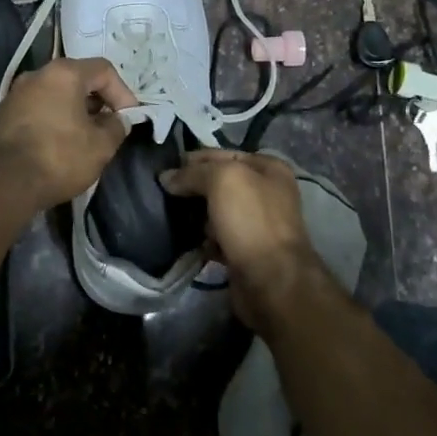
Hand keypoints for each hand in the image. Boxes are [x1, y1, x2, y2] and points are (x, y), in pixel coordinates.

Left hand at [0, 57, 136, 215]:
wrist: (3, 183)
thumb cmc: (58, 157)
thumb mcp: (100, 146)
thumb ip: (116, 127)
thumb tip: (117, 120)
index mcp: (63, 73)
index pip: (103, 70)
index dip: (122, 92)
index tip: (128, 118)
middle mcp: (37, 75)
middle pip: (77, 78)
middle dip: (98, 101)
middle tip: (109, 127)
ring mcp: (15, 94)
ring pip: (55, 94)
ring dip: (75, 111)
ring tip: (85, 138)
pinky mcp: (3, 114)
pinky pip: (38, 109)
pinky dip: (54, 119)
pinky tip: (59, 144)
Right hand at [159, 149, 330, 335]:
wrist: (272, 281)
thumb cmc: (251, 220)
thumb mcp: (222, 180)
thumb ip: (192, 173)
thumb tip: (166, 178)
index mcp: (269, 168)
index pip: (222, 154)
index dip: (193, 160)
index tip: (165, 169)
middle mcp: (266, 192)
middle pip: (219, 183)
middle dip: (193, 188)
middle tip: (164, 194)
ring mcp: (258, 223)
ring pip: (216, 211)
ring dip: (196, 216)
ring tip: (173, 218)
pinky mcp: (247, 251)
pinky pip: (217, 238)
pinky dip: (203, 240)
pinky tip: (188, 241)